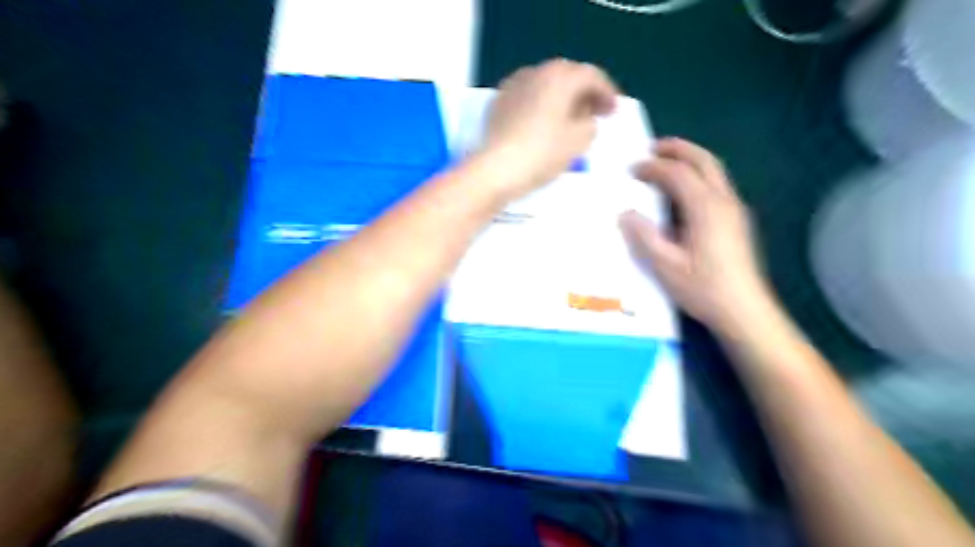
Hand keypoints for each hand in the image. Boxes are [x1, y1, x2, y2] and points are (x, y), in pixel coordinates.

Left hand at [480, 58, 615, 200]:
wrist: (496, 169)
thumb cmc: (542, 153)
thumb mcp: (578, 141)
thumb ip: (590, 123)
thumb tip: (585, 117)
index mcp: (560, 76)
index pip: (591, 76)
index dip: (607, 93)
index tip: (614, 111)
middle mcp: (536, 72)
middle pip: (567, 76)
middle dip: (583, 93)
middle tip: (594, 112)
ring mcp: (513, 86)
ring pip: (545, 85)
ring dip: (561, 98)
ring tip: (569, 118)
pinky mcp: (498, 103)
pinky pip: (527, 97)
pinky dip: (541, 105)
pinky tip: (543, 122)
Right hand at [621, 136, 773, 332]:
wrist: (744, 310)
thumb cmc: (703, 288)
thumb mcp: (665, 265)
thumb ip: (644, 236)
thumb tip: (626, 214)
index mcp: (705, 208)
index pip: (678, 174)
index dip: (653, 167)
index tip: (632, 169)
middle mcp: (724, 201)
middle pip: (703, 161)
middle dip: (678, 149)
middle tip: (653, 146)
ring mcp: (735, 209)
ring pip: (714, 171)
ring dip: (690, 159)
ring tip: (667, 161)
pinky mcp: (737, 220)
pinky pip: (717, 185)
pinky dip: (698, 175)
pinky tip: (685, 190)